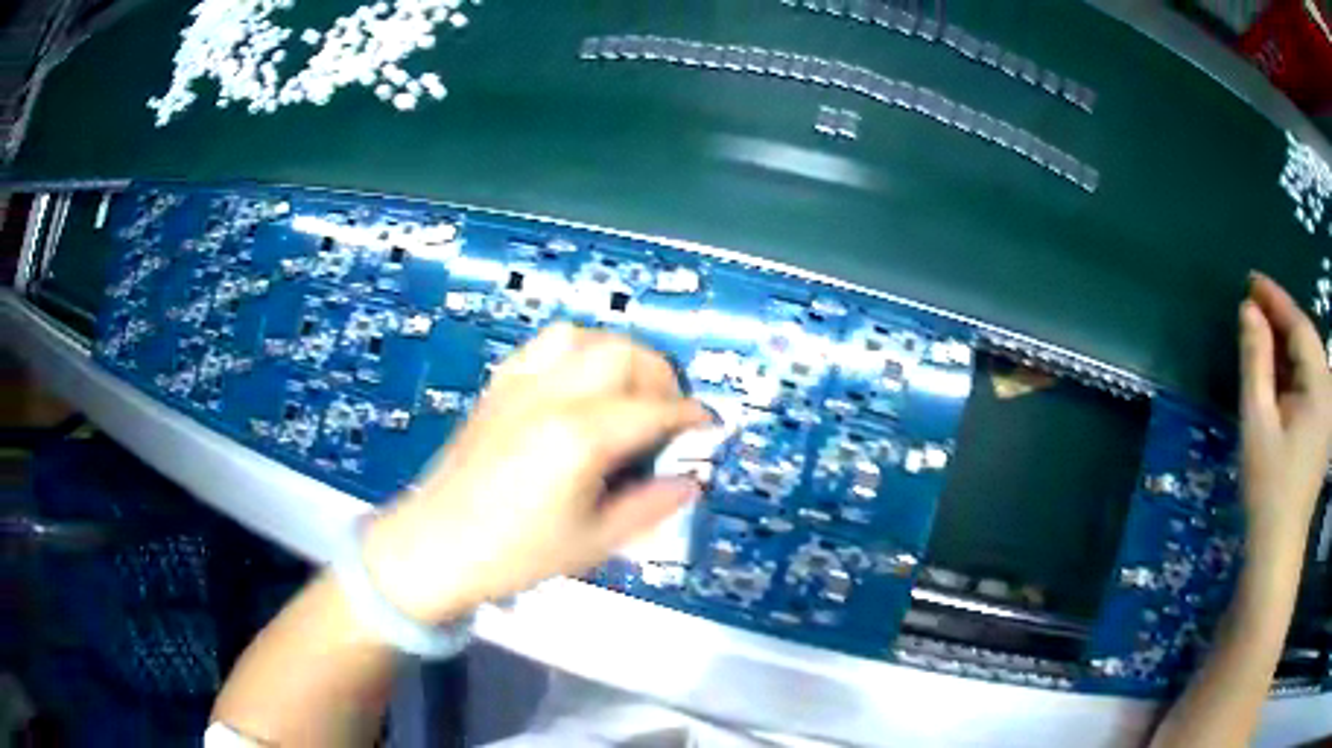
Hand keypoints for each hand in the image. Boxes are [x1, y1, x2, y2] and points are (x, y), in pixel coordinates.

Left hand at [361, 324, 711, 623]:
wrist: (435, 545)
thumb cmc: (514, 554)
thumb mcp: (593, 542)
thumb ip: (650, 506)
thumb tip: (690, 481)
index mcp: (579, 437)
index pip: (653, 409)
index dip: (691, 415)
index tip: (710, 426)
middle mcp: (552, 396)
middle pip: (624, 354)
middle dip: (659, 377)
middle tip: (666, 415)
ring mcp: (521, 385)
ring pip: (584, 337)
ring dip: (619, 356)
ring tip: (626, 393)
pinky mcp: (499, 386)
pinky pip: (545, 346)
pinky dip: (577, 353)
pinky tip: (580, 385)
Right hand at [1238, 273, 1331, 550]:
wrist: (1276, 549)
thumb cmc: (1268, 488)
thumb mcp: (1258, 421)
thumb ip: (1256, 361)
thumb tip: (1248, 310)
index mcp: (1319, 387)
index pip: (1300, 327)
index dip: (1276, 300)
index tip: (1250, 280)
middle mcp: (1327, 392)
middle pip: (1306, 341)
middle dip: (1280, 320)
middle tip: (1251, 304)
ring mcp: (1326, 412)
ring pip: (1307, 361)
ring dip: (1285, 344)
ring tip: (1259, 332)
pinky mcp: (1321, 427)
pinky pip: (1308, 383)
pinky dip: (1291, 369)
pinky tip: (1275, 370)